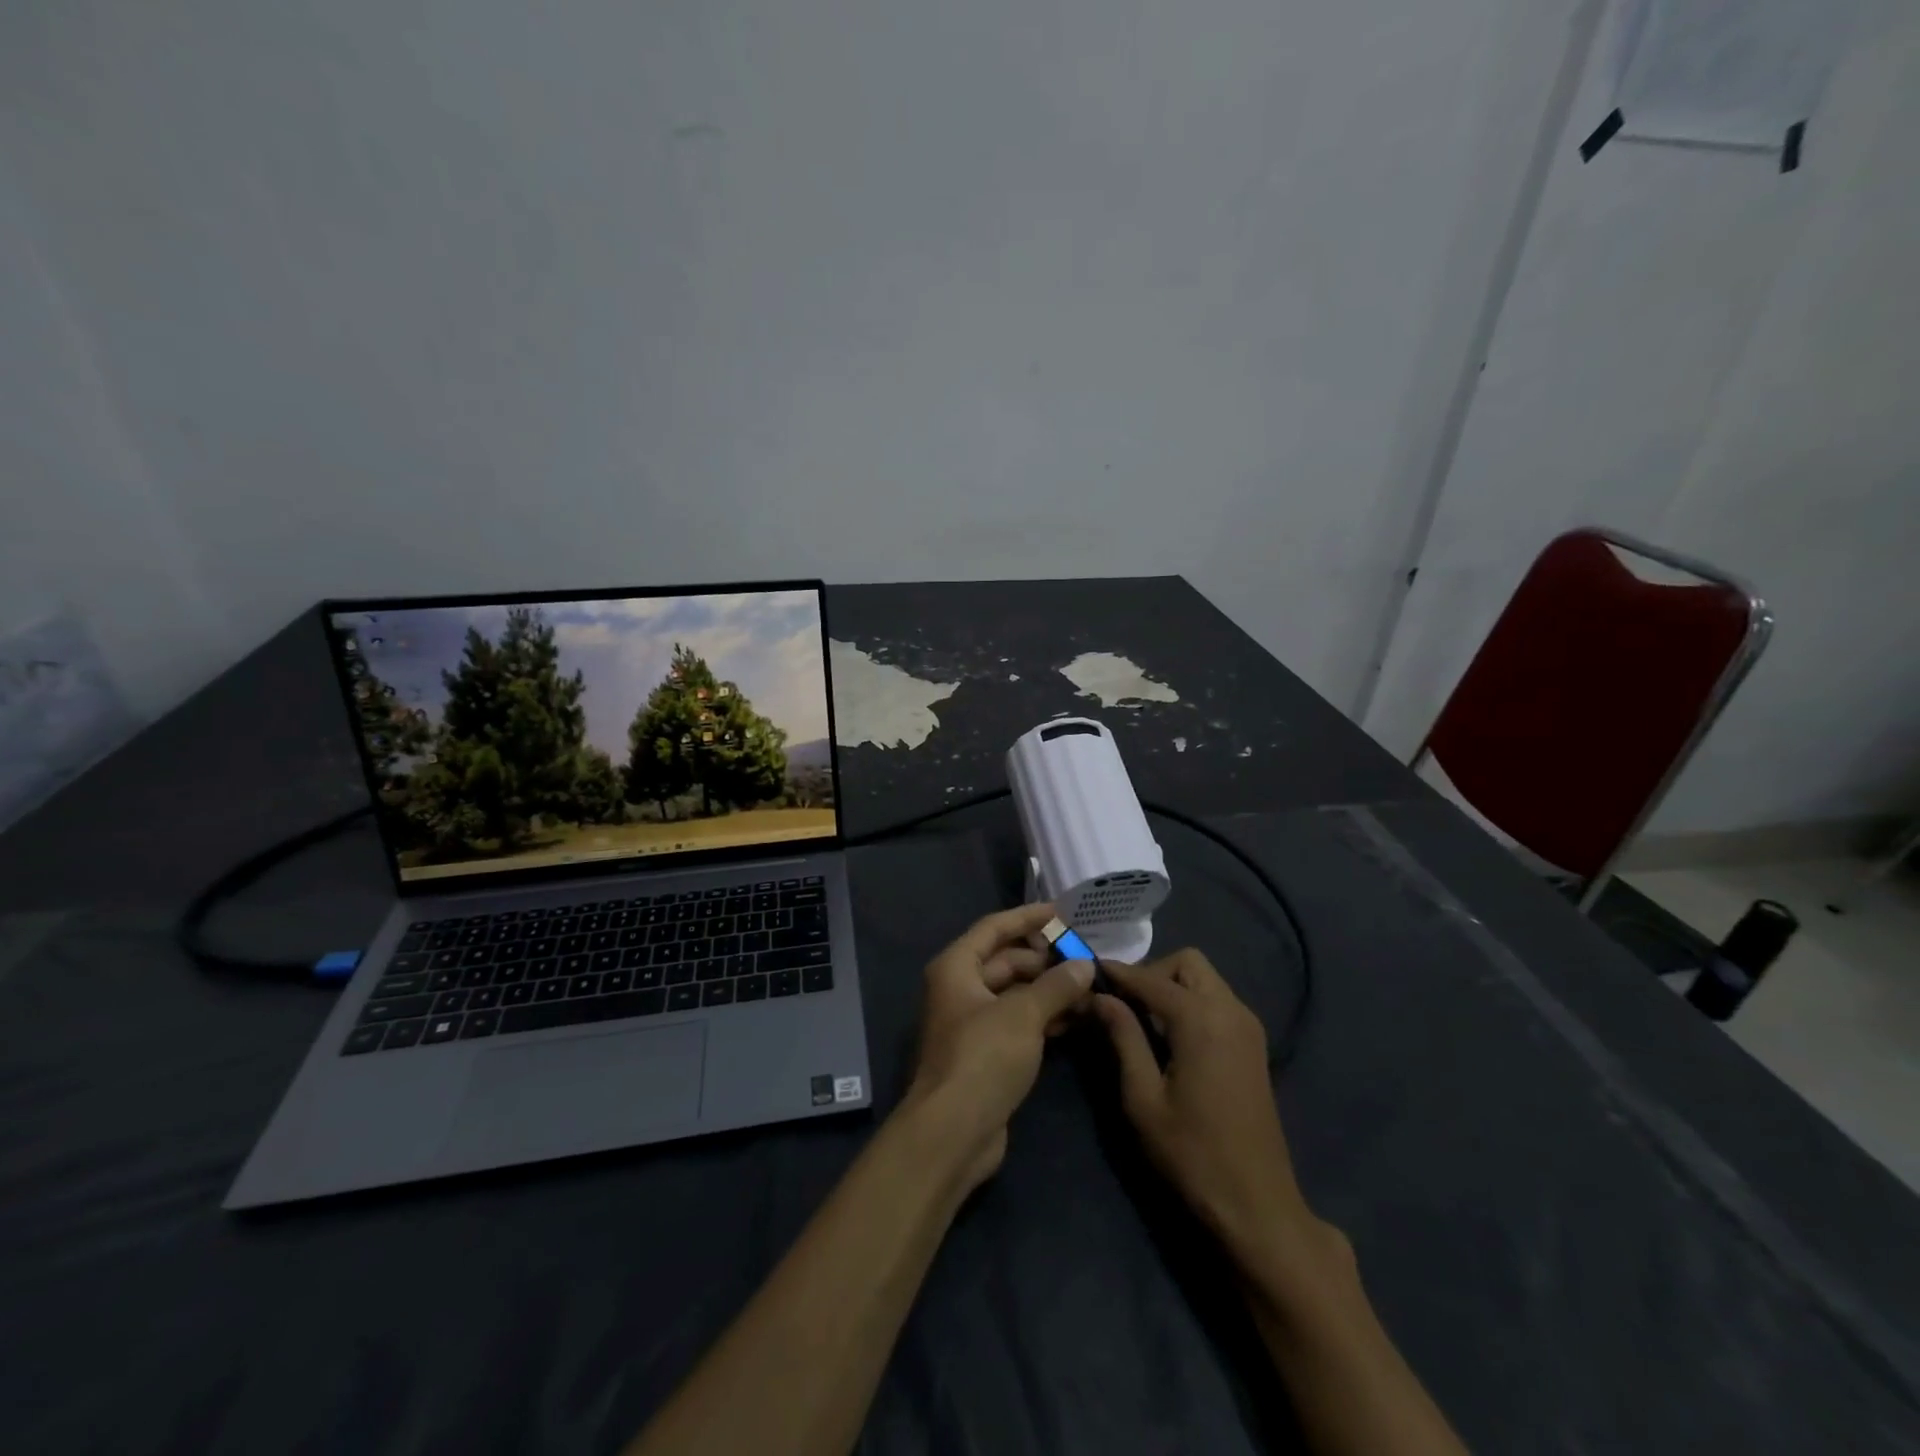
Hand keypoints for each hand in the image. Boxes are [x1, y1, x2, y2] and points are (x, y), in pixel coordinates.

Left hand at [903, 902, 1095, 1192]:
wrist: (953, 1132)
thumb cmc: (982, 1058)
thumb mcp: (1023, 1015)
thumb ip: (1056, 985)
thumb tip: (1084, 965)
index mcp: (957, 967)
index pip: (994, 928)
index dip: (1027, 917)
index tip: (1061, 911)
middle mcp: (961, 988)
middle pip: (1006, 960)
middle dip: (1045, 959)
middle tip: (1085, 958)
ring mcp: (973, 1022)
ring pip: (1015, 993)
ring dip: (1049, 989)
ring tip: (1089, 989)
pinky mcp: (986, 1052)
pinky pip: (1018, 1021)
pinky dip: (1043, 1016)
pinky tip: (1075, 1019)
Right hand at [1094, 950, 1333, 1276]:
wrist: (1257, 1204)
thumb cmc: (1192, 1153)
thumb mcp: (1143, 1097)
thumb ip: (1123, 1037)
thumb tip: (1100, 997)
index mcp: (1202, 1019)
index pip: (1150, 979)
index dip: (1117, 974)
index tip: (1088, 973)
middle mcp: (1230, 1010)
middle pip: (1187, 963)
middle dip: (1152, 973)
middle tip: (1123, 1004)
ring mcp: (1248, 1026)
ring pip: (1205, 979)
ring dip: (1172, 986)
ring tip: (1141, 1019)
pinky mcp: (1254, 1044)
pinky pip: (1217, 1000)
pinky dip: (1191, 1002)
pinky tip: (1170, 1035)